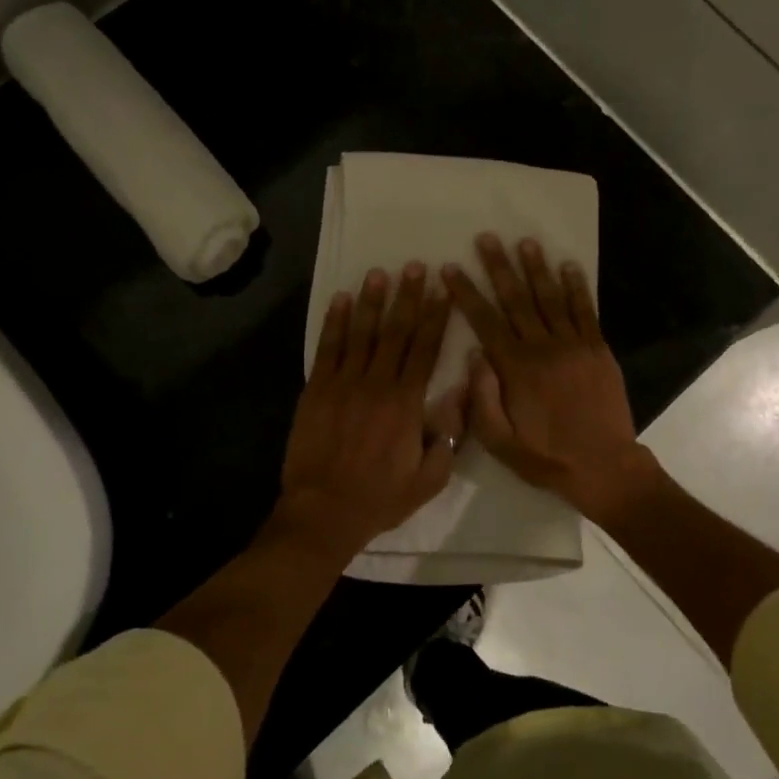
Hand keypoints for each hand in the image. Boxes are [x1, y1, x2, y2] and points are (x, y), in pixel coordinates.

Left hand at [277, 263, 463, 560]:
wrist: (324, 511)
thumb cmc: (381, 497)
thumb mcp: (430, 478)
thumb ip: (449, 434)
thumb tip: (462, 393)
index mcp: (406, 402)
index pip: (425, 349)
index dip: (435, 317)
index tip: (443, 291)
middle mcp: (376, 384)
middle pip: (395, 332)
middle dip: (407, 297)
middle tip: (414, 267)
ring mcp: (343, 384)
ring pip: (361, 333)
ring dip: (371, 301)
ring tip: (379, 273)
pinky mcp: (316, 390)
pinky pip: (327, 349)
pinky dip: (334, 323)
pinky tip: (340, 300)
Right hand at [442, 235, 655, 517]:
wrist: (604, 467)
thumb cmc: (546, 457)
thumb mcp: (500, 441)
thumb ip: (482, 398)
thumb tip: (474, 355)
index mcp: (515, 369)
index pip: (485, 321)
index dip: (467, 292)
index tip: (451, 268)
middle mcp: (543, 348)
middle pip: (516, 300)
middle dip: (499, 267)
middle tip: (487, 238)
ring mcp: (574, 345)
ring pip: (551, 298)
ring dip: (537, 268)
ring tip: (525, 242)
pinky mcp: (598, 350)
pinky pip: (586, 311)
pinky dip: (577, 287)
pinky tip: (569, 265)